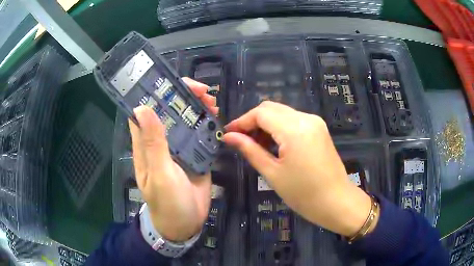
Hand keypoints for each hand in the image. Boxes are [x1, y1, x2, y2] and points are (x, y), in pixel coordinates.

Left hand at [129, 78, 217, 241]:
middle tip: (204, 92)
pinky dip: (208, 122)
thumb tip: (142, 107)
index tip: (175, 82)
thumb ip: (153, 144)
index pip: (145, 108)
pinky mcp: (194, 153)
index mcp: (146, 143)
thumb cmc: (168, 203)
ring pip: (185, 117)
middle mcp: (160, 140)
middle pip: (169, 109)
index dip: (157, 91)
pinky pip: (199, 132)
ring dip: (198, 106)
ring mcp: (178, 146)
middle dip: (184, 95)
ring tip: (213, 103)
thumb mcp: (159, 175)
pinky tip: (217, 117)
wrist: (186, 223)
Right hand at [224, 101, 371, 236]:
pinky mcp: (319, 128)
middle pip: (271, 108)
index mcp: (294, 129)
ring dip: (266, 124)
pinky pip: (293, 120)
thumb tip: (229, 137)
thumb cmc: (303, 194)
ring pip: (282, 113)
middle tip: (240, 140)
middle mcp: (306, 118)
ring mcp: (315, 122)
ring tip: (256, 145)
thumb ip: (250, 150)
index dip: (241, 121)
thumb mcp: (272, 173)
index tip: (228, 134)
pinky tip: (274, 144)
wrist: (337, 201)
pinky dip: (279, 127)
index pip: (261, 113)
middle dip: (252, 121)